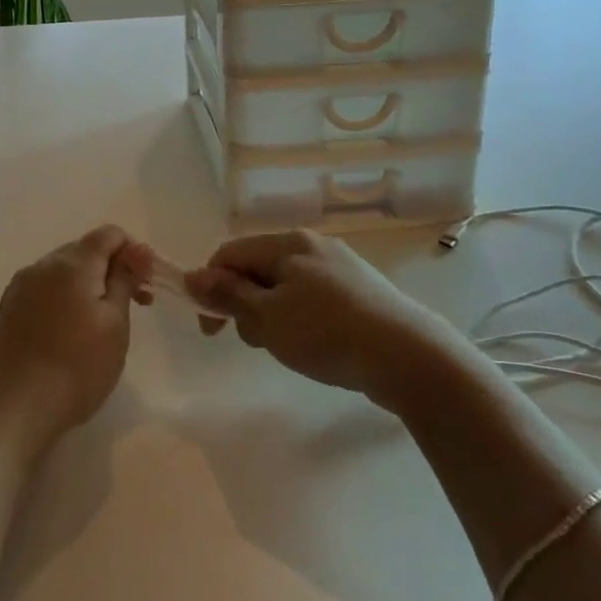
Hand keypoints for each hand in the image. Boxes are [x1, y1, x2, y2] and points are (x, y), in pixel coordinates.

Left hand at [0, 226, 153, 439]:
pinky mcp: (9, 309)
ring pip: (64, 271)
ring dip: (89, 285)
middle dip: (112, 269)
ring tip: (102, 324)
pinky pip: (45, 290)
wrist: (13, 408)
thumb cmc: (76, 367)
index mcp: (72, 262)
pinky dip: (65, 299)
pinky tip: (70, 332)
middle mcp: (43, 264)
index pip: (109, 234)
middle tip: (134, 306)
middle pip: (85, 250)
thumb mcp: (115, 323)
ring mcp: (21, 286)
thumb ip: (125, 279)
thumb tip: (137, 249)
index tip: (145, 286)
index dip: (133, 252)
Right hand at [185, 230, 439, 402]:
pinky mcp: (361, 291)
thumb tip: (191, 277)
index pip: (230, 254)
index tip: (211, 330)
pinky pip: (313, 298)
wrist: (409, 357)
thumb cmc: (327, 333)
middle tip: (258, 341)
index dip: (211, 288)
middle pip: (258, 268)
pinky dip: (301, 319)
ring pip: (285, 286)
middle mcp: (312, 245)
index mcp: (287, 243)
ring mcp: (340, 266)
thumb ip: (227, 296)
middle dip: (245, 304)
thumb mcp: (267, 318)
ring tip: (289, 349)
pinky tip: (317, 346)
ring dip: (273, 315)